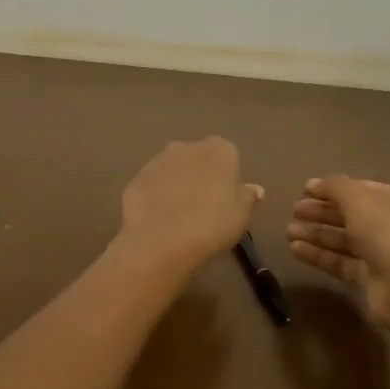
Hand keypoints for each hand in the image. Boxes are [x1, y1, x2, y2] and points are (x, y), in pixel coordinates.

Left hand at [117, 137, 263, 274]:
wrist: (162, 241)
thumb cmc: (212, 224)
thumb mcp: (241, 215)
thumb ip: (248, 197)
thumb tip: (254, 189)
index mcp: (218, 150)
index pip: (227, 155)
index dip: (227, 177)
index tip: (226, 199)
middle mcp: (186, 147)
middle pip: (197, 158)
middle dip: (199, 176)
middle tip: (203, 207)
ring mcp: (156, 162)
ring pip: (171, 171)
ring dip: (175, 186)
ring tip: (178, 217)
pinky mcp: (135, 180)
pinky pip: (151, 187)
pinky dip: (154, 198)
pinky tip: (158, 221)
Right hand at [288, 175, 389, 329]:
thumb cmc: (384, 231)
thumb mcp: (358, 198)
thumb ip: (335, 186)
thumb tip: (317, 183)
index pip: (358, 189)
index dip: (331, 189)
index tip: (303, 190)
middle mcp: (388, 224)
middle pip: (348, 215)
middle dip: (320, 212)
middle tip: (294, 211)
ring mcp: (378, 252)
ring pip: (341, 239)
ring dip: (315, 233)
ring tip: (288, 232)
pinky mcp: (366, 277)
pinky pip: (338, 261)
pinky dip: (317, 254)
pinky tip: (295, 249)